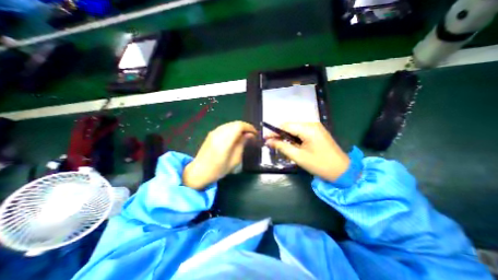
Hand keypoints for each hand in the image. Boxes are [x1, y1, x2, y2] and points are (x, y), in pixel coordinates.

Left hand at [183, 121, 256, 188]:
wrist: (199, 171)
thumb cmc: (218, 169)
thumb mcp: (234, 160)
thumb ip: (242, 144)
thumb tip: (249, 135)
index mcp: (225, 141)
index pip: (240, 126)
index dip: (249, 127)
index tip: (255, 133)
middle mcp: (219, 133)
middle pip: (235, 123)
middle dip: (245, 127)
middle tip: (251, 135)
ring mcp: (214, 132)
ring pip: (230, 124)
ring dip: (239, 128)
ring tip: (244, 136)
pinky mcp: (211, 133)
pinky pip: (225, 127)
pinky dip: (232, 129)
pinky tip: (235, 136)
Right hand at [264, 123, 349, 180]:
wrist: (343, 171)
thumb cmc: (320, 164)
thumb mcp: (298, 156)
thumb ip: (282, 147)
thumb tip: (268, 141)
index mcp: (308, 128)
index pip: (285, 126)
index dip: (273, 131)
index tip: (265, 138)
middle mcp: (312, 124)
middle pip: (289, 126)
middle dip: (279, 134)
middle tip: (271, 143)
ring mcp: (315, 127)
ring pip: (294, 129)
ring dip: (286, 136)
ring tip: (280, 145)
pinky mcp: (317, 132)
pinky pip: (301, 132)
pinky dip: (293, 138)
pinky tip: (291, 145)